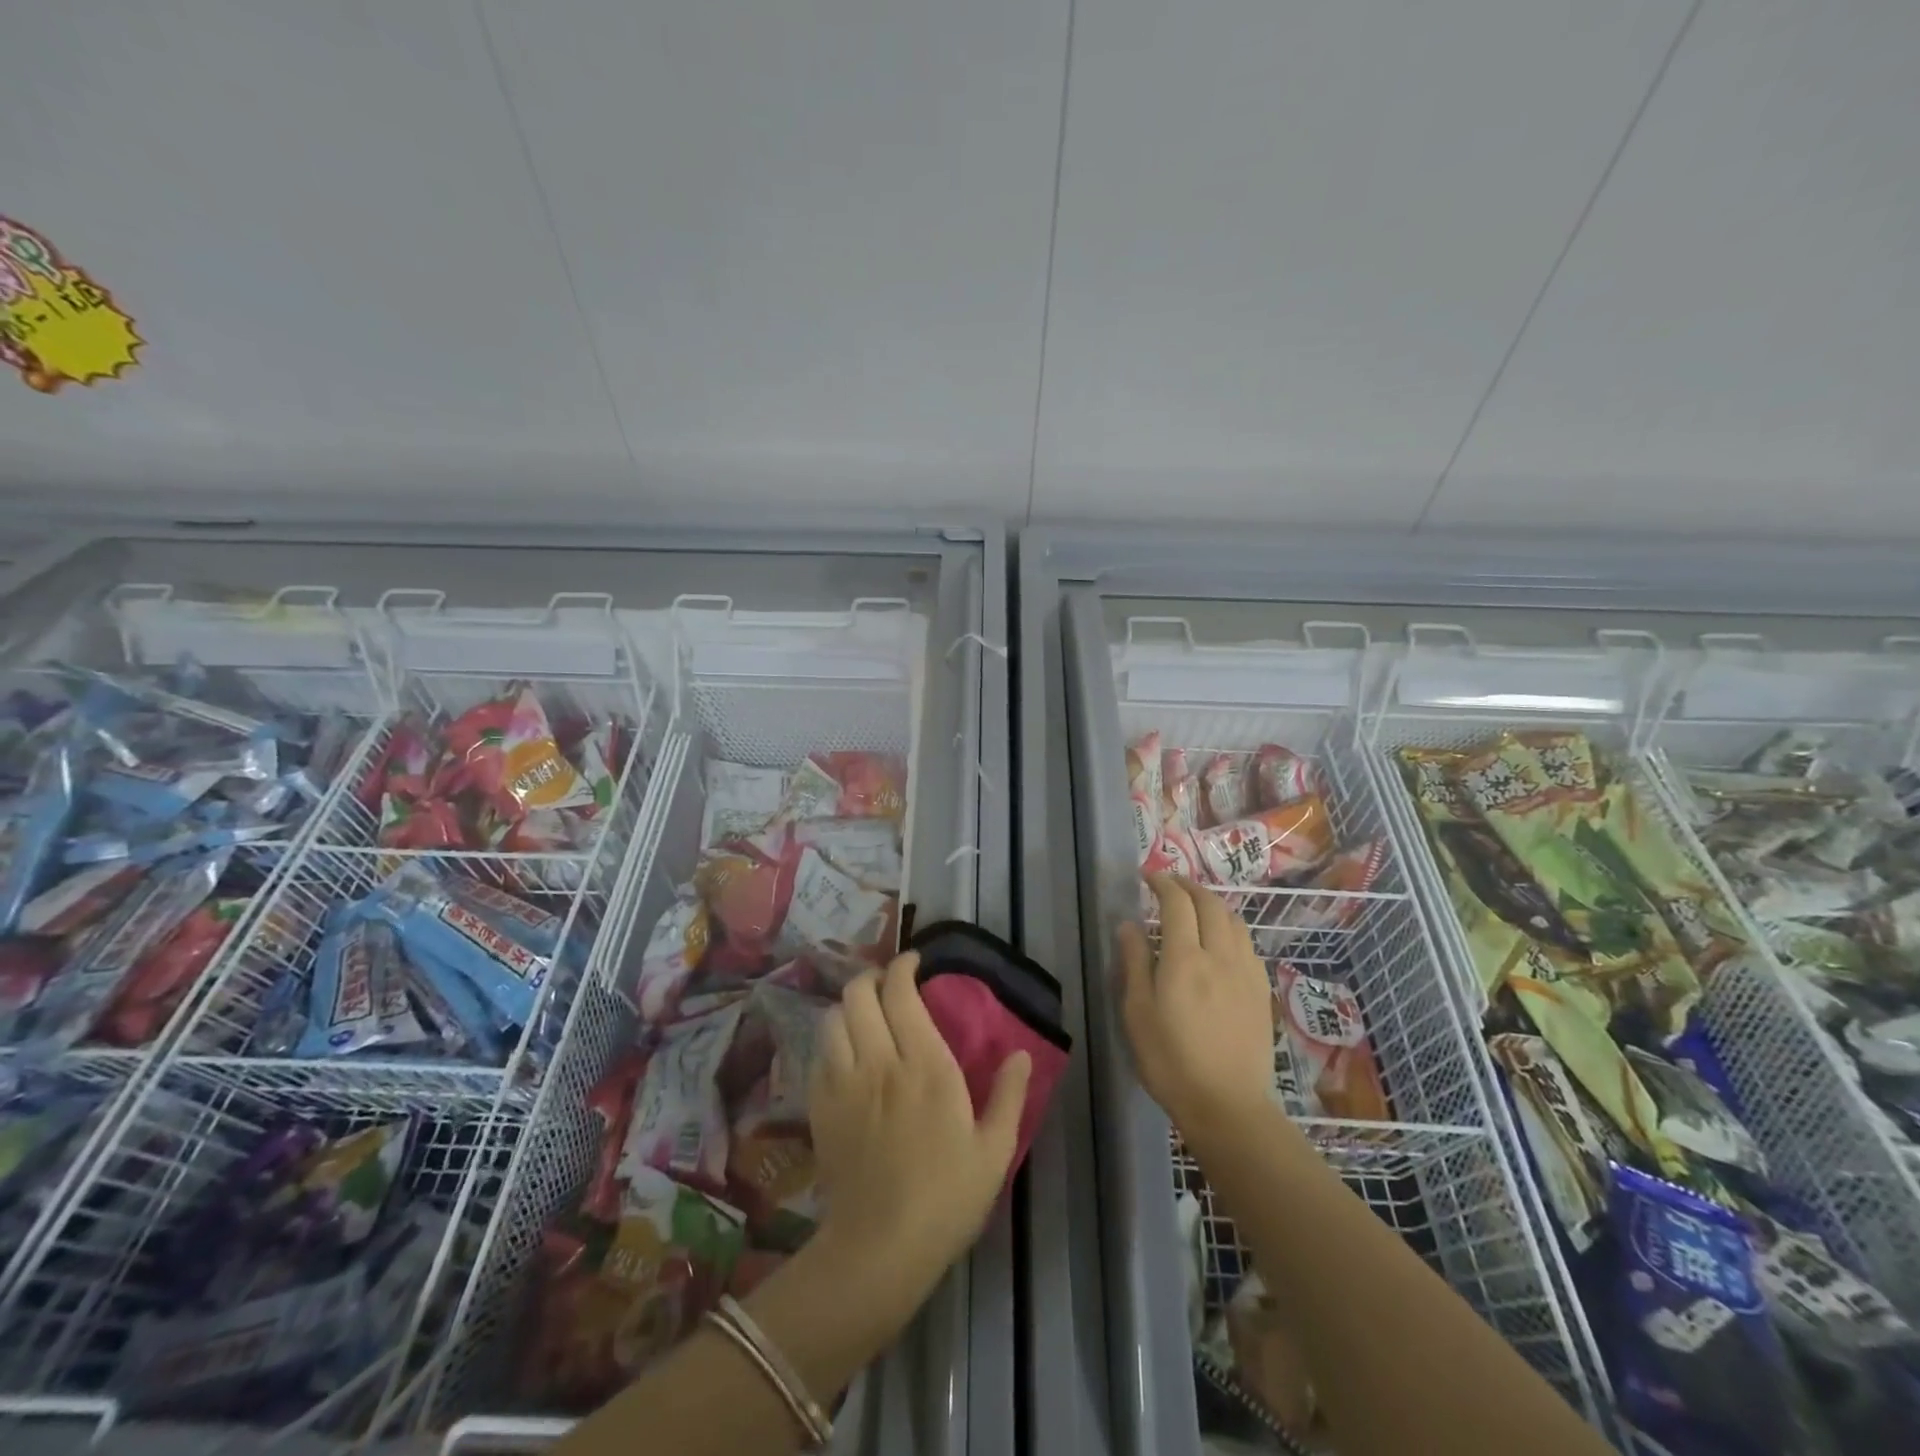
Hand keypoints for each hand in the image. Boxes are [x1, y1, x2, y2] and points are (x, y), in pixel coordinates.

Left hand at [809, 951, 1031, 1305]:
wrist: (879, 1249)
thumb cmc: (946, 1199)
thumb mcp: (994, 1151)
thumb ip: (1009, 1096)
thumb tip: (1021, 1053)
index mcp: (925, 1066)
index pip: (902, 993)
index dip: (904, 967)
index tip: (915, 962)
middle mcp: (879, 1062)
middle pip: (859, 994)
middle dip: (872, 976)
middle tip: (889, 984)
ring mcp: (843, 1083)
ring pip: (833, 1018)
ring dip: (849, 1006)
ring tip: (866, 1014)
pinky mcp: (819, 1108)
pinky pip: (818, 1054)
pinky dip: (832, 1041)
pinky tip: (846, 1054)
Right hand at [1120, 875, 1276, 1137]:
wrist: (1227, 1105)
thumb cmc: (1170, 1060)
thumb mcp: (1137, 1012)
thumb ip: (1134, 962)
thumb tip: (1129, 924)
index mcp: (1184, 959)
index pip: (1177, 904)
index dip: (1163, 883)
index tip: (1149, 876)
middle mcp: (1220, 955)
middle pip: (1210, 904)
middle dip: (1189, 886)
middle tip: (1171, 884)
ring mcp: (1246, 972)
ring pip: (1234, 921)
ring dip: (1213, 904)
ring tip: (1196, 906)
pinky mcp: (1261, 991)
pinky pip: (1247, 944)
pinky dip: (1231, 928)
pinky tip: (1222, 940)